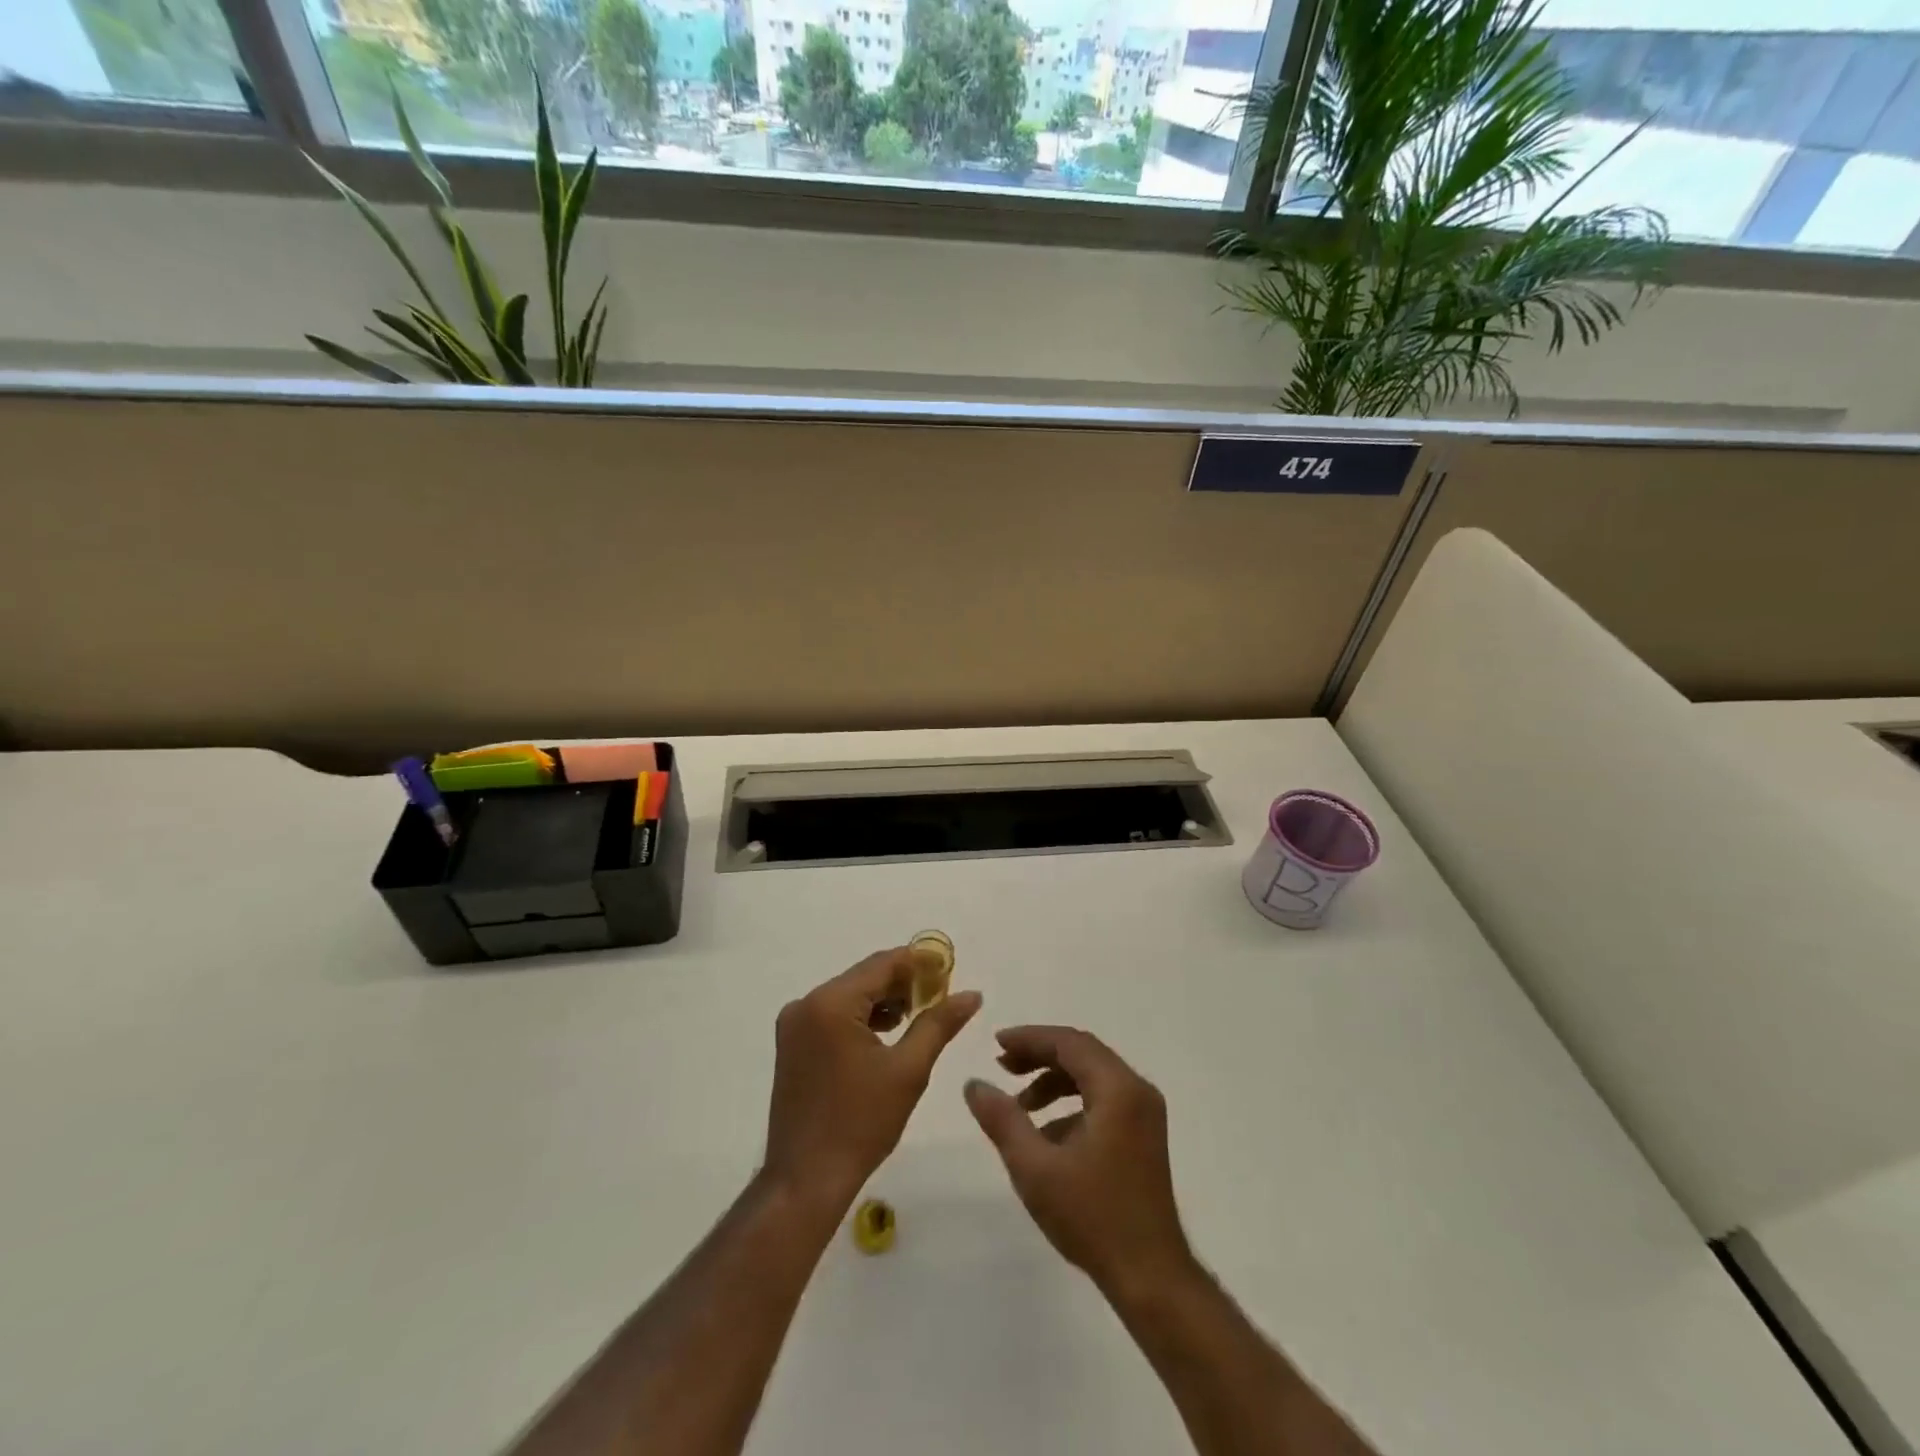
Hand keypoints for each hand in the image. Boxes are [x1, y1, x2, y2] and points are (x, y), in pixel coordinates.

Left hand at [764, 948, 982, 1210]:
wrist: (805, 1181)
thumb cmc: (861, 1123)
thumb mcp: (909, 1070)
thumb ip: (939, 1023)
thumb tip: (971, 994)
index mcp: (831, 1003)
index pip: (882, 964)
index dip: (919, 962)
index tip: (949, 968)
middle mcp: (806, 1003)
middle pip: (864, 977)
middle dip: (903, 983)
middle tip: (939, 996)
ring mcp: (794, 1024)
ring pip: (849, 995)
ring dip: (883, 1000)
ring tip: (918, 1017)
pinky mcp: (791, 1044)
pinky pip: (833, 1015)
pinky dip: (861, 1017)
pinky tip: (887, 1034)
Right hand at [965, 1026, 1192, 1297]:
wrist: (1151, 1277)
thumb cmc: (1093, 1217)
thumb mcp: (1035, 1168)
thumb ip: (1002, 1120)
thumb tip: (974, 1084)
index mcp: (1118, 1089)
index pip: (1069, 1043)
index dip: (1030, 1038)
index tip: (996, 1044)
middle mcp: (1137, 1090)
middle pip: (1082, 1053)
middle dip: (1040, 1055)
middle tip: (1002, 1066)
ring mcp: (1145, 1113)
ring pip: (1093, 1076)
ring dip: (1054, 1080)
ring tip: (1020, 1102)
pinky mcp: (1144, 1135)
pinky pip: (1103, 1098)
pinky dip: (1072, 1102)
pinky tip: (1046, 1134)